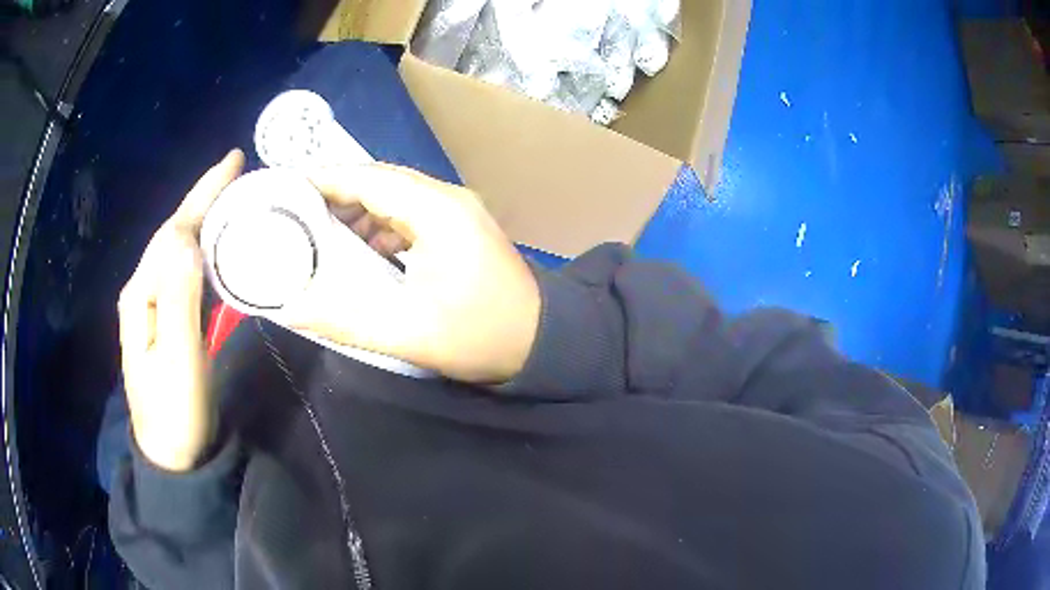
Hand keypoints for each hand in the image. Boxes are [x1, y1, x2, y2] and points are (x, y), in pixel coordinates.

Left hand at [118, 150, 244, 470]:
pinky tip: (214, 243)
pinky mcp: (163, 318)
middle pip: (172, 233)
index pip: (172, 231)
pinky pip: (182, 270)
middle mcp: (142, 290)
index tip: (233, 162)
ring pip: (176, 249)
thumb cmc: (176, 412)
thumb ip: (178, 297)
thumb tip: (186, 236)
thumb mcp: (178, 358)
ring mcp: (150, 305)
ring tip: (230, 197)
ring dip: (203, 218)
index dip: (201, 195)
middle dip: (202, 198)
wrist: (171, 454)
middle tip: (236, 170)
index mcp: (141, 293)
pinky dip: (201, 247)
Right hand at [285, 163, 540, 383]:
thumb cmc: (481, 336)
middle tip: (296, 216)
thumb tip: (292, 309)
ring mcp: (457, 211)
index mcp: (437, 212)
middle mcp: (448, 199)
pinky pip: (410, 214)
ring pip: (395, 197)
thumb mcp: (409, 334)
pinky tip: (362, 250)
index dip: (326, 181)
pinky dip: (381, 226)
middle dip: (337, 196)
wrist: (544, 342)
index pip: (370, 179)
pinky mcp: (460, 228)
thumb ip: (345, 321)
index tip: (288, 190)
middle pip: (381, 182)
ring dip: (358, 211)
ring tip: (321, 235)